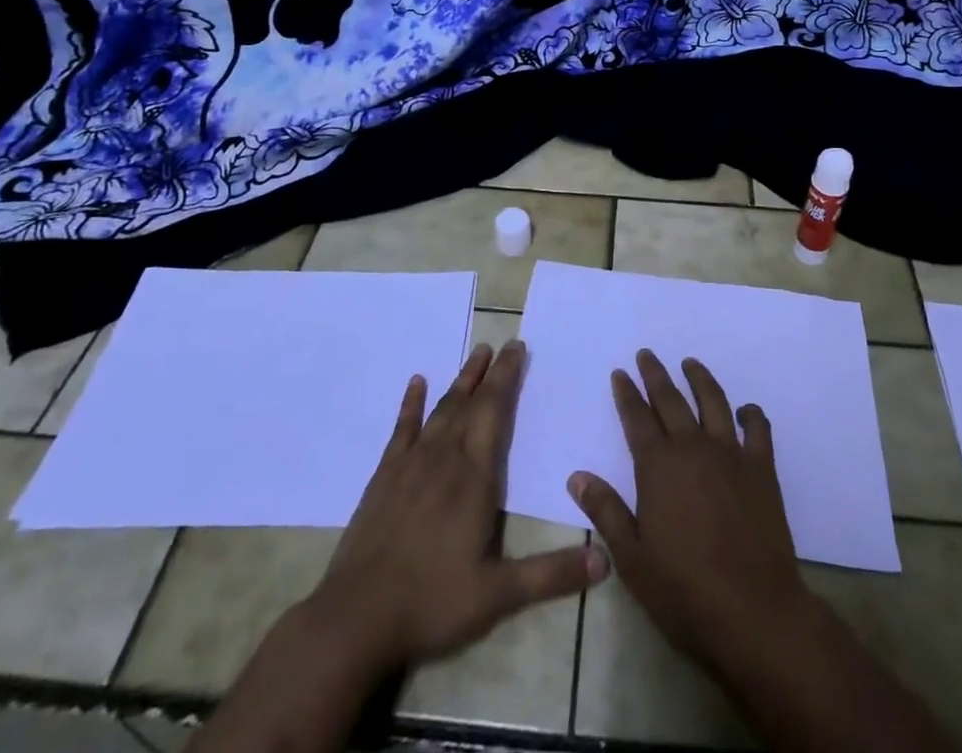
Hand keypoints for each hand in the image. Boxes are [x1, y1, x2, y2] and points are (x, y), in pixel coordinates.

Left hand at [311, 338, 608, 670]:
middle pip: (470, 402)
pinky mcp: (384, 477)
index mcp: (474, 477)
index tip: (518, 348)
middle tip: (503, 343)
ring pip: (441, 410)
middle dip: (489, 372)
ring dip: (460, 381)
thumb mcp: (498, 596)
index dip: (507, 378)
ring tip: (475, 355)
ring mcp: (410, 464)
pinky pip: (402, 429)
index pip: (495, 412)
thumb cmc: (432, 602)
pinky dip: (411, 404)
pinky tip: (417, 383)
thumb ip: (551, 574)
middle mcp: (444, 458)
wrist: (356, 618)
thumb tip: (605, 561)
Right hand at [568, 350, 810, 676]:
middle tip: (647, 355)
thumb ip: (605, 510)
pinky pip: (758, 429)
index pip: (636, 417)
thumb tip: (577, 476)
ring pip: (713, 402)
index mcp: (658, 466)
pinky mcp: (762, 470)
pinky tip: (745, 410)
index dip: (626, 393)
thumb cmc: (683, 590)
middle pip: (671, 400)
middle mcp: (692, 448)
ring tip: (690, 363)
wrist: (753, 612)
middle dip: (656, 374)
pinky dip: (751, 414)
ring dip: (699, 379)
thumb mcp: (632, 557)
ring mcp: (731, 455)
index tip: (620, 373)